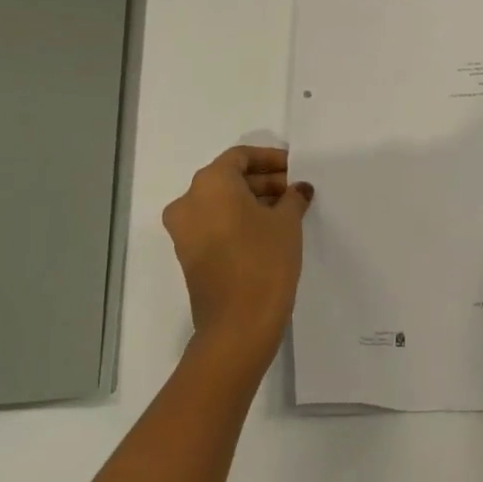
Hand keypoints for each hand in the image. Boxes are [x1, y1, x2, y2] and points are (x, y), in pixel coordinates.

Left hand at [162, 146, 313, 366]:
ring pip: (221, 202)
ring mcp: (184, 230)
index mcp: (210, 183)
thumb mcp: (287, 222)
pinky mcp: (188, 255)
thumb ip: (293, 197)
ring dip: (253, 201)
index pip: (240, 157)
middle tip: (296, 190)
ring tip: (288, 209)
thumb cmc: (264, 260)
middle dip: (264, 181)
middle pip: (229, 178)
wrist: (237, 325)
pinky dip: (239, 220)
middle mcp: (189, 201)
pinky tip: (270, 229)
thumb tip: (298, 189)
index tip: (295, 168)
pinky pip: (215, 224)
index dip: (270, 159)